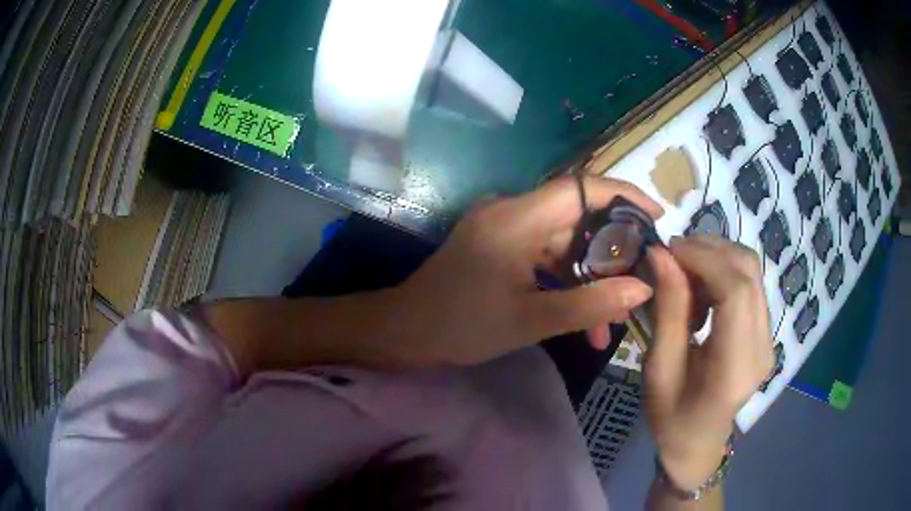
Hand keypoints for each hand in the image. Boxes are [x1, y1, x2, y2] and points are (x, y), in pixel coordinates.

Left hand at [390, 176, 662, 366]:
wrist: (404, 332)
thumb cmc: (461, 327)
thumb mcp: (531, 321)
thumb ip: (591, 304)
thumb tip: (642, 290)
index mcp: (516, 219)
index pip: (581, 188)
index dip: (623, 196)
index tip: (657, 216)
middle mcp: (511, 211)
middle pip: (577, 216)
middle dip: (611, 250)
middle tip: (641, 280)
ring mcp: (503, 227)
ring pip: (563, 241)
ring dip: (588, 275)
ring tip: (612, 318)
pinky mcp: (498, 244)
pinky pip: (543, 254)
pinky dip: (564, 279)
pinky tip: (582, 316)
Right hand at [644, 236, 773, 490]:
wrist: (698, 443)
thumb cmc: (671, 417)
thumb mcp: (659, 368)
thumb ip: (668, 310)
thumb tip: (661, 254)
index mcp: (735, 366)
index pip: (736, 291)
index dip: (704, 258)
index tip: (668, 248)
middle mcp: (763, 346)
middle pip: (748, 271)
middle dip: (709, 249)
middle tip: (672, 255)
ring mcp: (769, 337)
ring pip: (751, 271)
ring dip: (716, 257)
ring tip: (684, 271)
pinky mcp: (766, 331)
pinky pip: (749, 284)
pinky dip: (723, 272)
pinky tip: (702, 289)